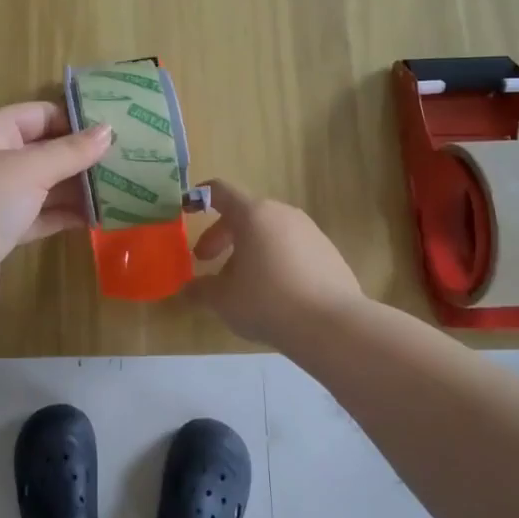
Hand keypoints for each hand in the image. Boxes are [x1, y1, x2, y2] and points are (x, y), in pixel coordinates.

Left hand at [0, 101, 112, 323]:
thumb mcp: (30, 170)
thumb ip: (71, 151)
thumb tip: (108, 130)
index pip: (39, 114)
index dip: (76, 120)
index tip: (117, 132)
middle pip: (43, 149)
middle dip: (82, 157)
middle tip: (128, 162)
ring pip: (43, 184)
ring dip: (78, 188)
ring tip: (122, 190)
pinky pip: (39, 214)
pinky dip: (64, 215)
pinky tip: (98, 218)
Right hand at [184, 179, 365, 346]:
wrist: (332, 325)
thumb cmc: (267, 301)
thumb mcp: (223, 299)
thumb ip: (200, 290)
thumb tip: (187, 290)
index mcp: (252, 215)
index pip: (220, 191)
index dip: (199, 197)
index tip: (186, 210)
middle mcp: (282, 214)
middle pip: (244, 214)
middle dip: (221, 236)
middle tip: (207, 261)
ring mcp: (310, 231)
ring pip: (269, 232)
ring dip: (249, 249)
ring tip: (241, 282)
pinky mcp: (329, 252)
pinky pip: (292, 247)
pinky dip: (275, 260)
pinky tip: (274, 293)